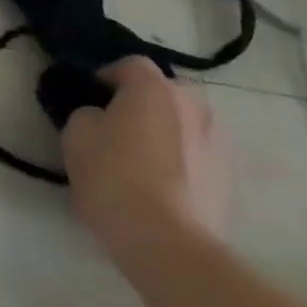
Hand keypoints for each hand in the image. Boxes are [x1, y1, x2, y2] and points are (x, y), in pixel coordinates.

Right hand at [61, 57, 231, 252]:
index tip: (91, 95)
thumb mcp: (76, 137)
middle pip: (164, 92)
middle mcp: (194, 105)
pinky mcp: (230, 176)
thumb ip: (88, 114)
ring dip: (166, 131)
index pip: (130, 64)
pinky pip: (199, 154)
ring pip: (185, 123)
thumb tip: (101, 117)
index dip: (107, 75)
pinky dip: (182, 159)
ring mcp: (219, 141)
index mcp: (154, 89)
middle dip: (142, 103)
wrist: (168, 242)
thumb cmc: (114, 178)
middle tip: (118, 126)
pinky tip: (163, 185)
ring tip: (143, 159)